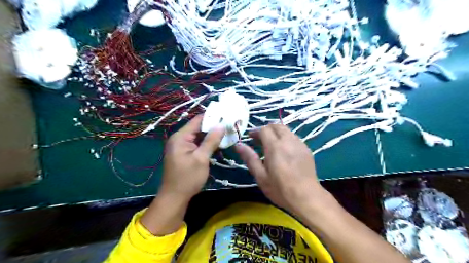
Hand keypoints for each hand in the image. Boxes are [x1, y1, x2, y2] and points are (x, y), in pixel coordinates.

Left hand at [161, 114, 224, 198]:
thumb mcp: (201, 158)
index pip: (198, 120)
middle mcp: (179, 138)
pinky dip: (207, 143)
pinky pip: (197, 144)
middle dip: (214, 127)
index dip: (212, 117)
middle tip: (230, 125)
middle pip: (198, 128)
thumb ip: (211, 141)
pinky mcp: (185, 153)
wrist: (174, 198)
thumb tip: (221, 125)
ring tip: (227, 132)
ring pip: (199, 136)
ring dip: (211, 135)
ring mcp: (181, 146)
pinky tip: (218, 144)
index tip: (227, 116)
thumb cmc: (188, 178)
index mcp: (180, 137)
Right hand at [236, 124, 326, 216]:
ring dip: (277, 133)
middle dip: (267, 129)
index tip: (250, 137)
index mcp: (275, 146)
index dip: (256, 131)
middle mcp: (288, 141)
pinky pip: (294, 137)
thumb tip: (238, 145)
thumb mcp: (261, 176)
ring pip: (286, 130)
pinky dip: (286, 138)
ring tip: (271, 145)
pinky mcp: (307, 149)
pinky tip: (284, 151)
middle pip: (277, 126)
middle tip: (260, 140)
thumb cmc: (280, 189)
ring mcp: (299, 144)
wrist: (307, 197)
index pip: (264, 130)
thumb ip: (250, 158)